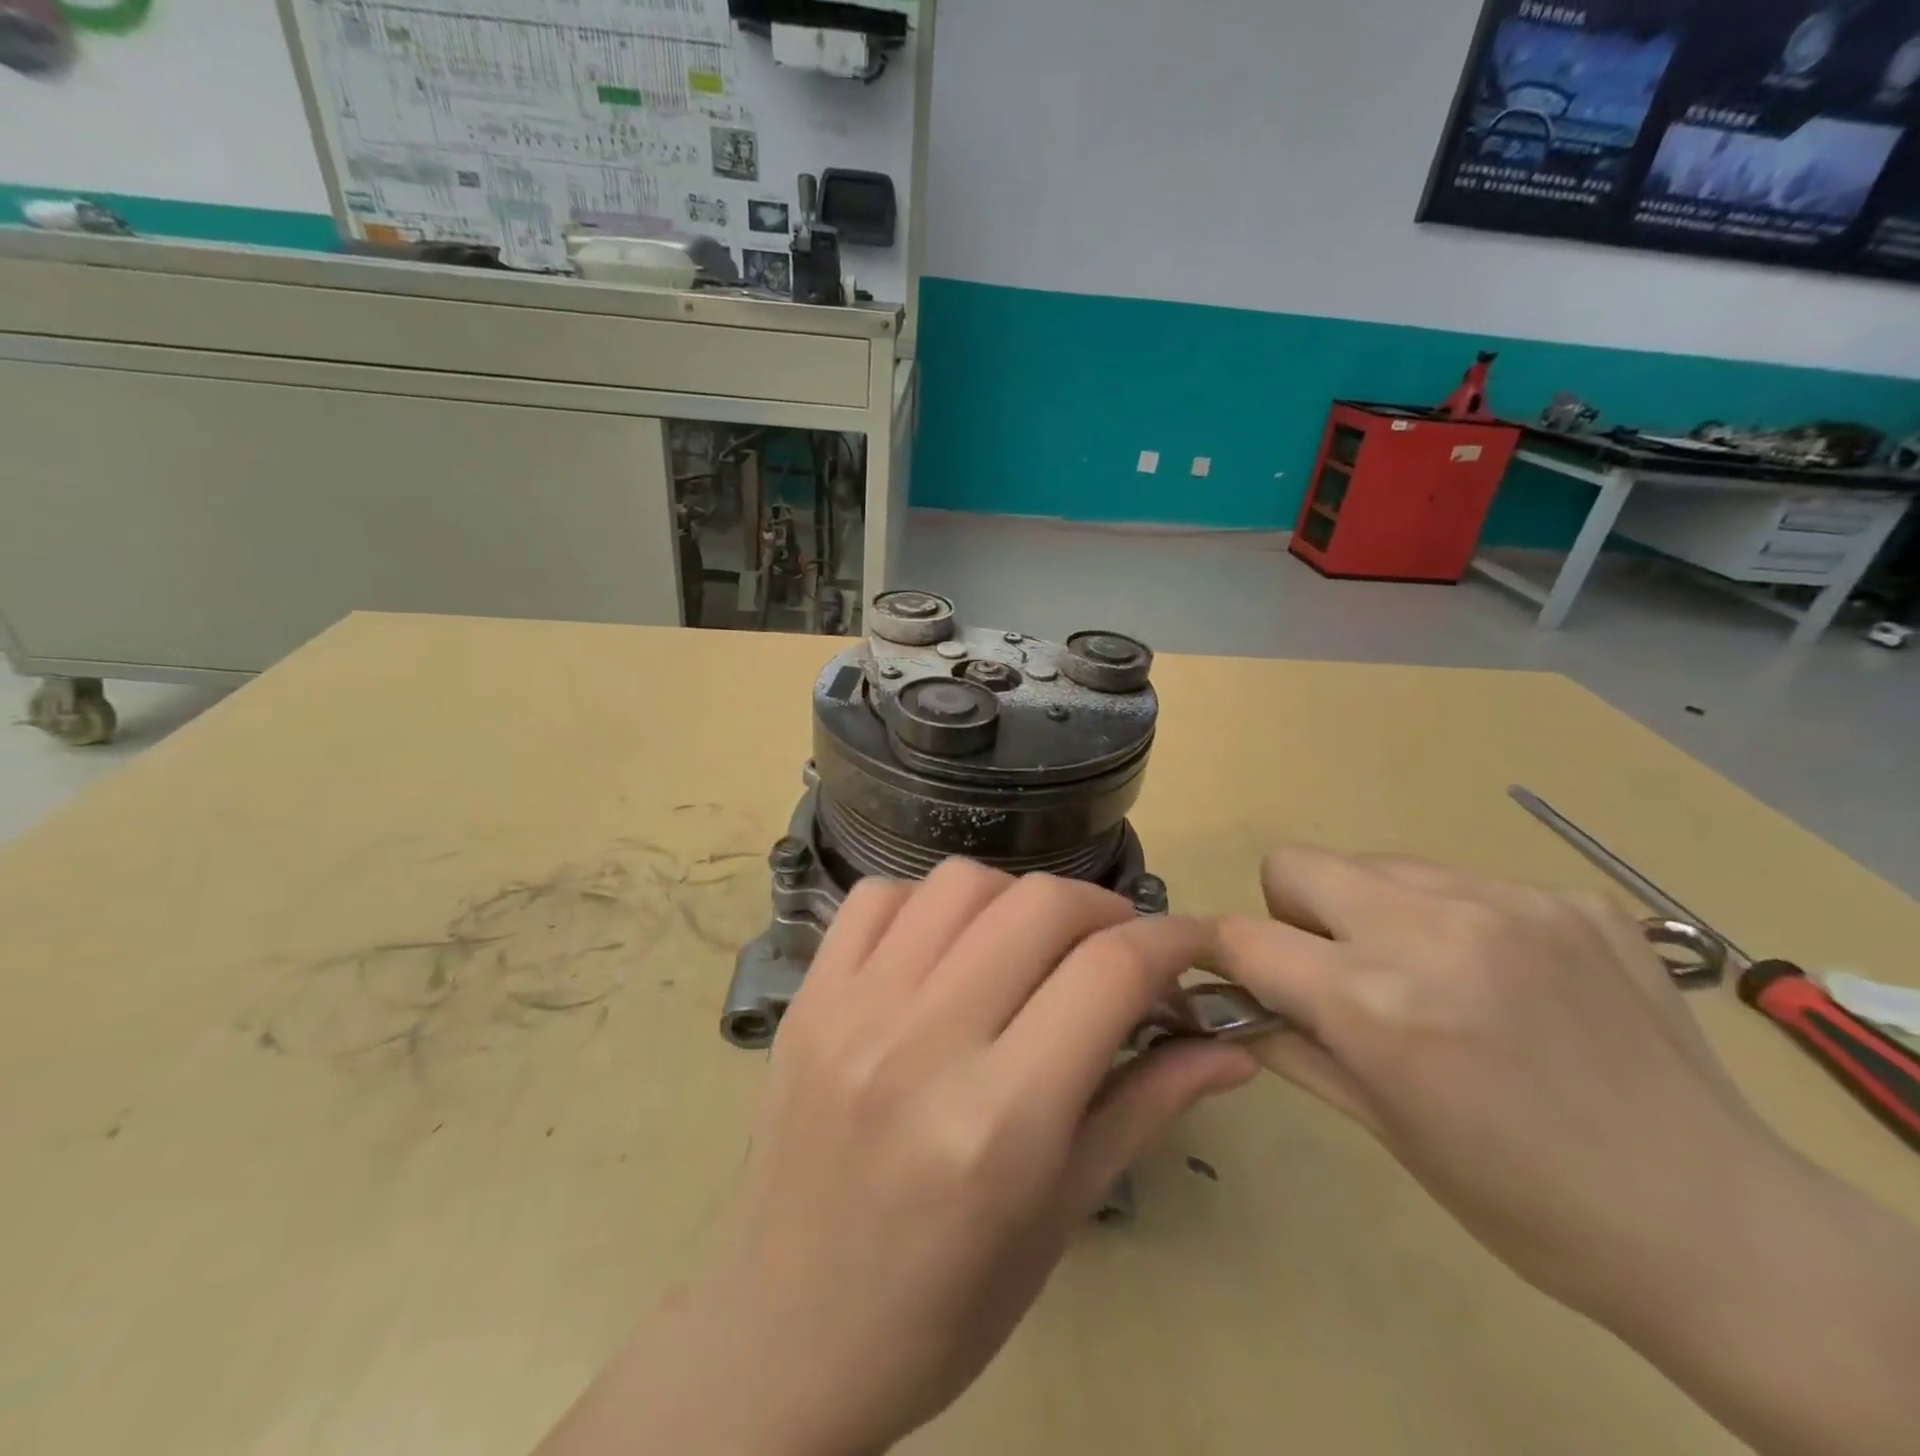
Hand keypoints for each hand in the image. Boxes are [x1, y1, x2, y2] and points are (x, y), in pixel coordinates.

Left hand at [541, 861, 1255, 1455]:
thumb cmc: (943, 1303)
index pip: (1109, 973)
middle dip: (1102, 909)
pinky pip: (880, 896)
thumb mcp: (1062, 1216)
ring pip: (961, 883)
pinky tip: (945, 948)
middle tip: (1116, 946)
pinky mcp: (808, 997)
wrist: (786, 1334)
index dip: (1171, 940)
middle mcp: (923, 1044)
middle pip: (1039, 904)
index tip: (1193, 941)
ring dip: (1017, 898)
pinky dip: (931, 903)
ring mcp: (852, 1009)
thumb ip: (1147, 1108)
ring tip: (1029, 944)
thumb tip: (1231, 1046)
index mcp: (1000, 1120)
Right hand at [1210, 847, 1775, 1325]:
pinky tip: (1507, 982)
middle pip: (1295, 864)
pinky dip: (1454, 920)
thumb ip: (1293, 1044)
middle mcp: (1432, 928)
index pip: (1244, 935)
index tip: (1229, 969)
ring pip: (1377, 865)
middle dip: (1294, 915)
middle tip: (1340, 973)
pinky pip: (1462, 881)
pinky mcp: (1571, 896)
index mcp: (1377, 1002)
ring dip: (1374, 912)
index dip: (1220, 950)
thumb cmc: (1522, 1199)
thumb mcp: (1382, 1129)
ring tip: (1431, 978)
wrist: (1718, 1226)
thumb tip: (1233, 1000)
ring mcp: (1508, 901)